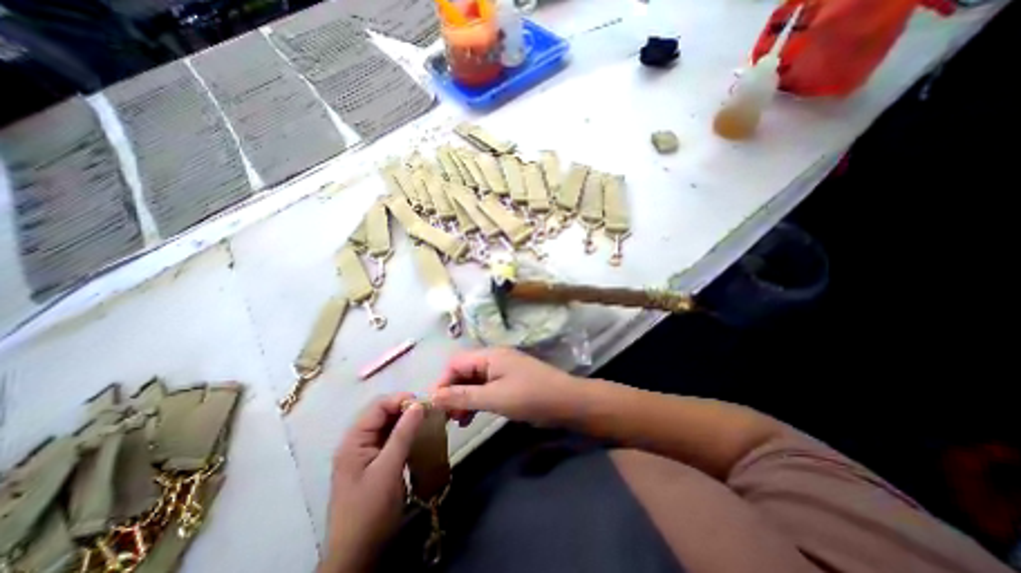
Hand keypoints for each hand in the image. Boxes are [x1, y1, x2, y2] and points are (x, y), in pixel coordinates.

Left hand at [323, 395, 427, 572]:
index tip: (425, 405)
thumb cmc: (370, 511)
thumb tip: (419, 404)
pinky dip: (406, 435)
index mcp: (354, 441)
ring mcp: (366, 454)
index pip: (378, 406)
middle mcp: (358, 442)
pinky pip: (392, 440)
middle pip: (383, 414)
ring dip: (408, 422)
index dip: (401, 400)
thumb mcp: (388, 470)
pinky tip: (420, 438)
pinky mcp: (376, 464)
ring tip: (428, 423)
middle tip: (429, 414)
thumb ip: (403, 434)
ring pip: (389, 426)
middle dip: (406, 410)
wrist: (358, 557)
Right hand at [429, 347, 576, 426]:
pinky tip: (471, 418)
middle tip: (445, 418)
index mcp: (489, 356)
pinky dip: (477, 401)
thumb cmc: (531, 396)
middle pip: (464, 371)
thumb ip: (463, 396)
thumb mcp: (495, 398)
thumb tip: (433, 396)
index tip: (434, 406)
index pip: (455, 363)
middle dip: (452, 392)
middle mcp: (494, 359)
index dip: (442, 382)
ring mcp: (502, 371)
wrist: (567, 402)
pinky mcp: (509, 382)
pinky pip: (486, 389)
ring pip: (474, 382)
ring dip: (463, 398)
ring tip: (457, 421)